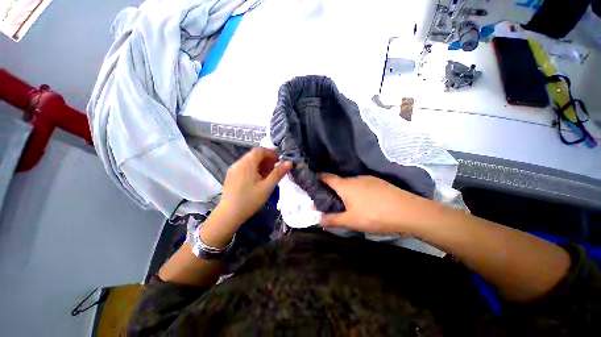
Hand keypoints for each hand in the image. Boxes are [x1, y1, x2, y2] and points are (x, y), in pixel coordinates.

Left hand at [216, 147, 291, 227]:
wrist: (229, 214)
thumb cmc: (250, 200)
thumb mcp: (267, 187)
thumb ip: (278, 173)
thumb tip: (289, 162)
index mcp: (247, 164)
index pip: (260, 150)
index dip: (271, 152)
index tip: (279, 160)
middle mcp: (238, 163)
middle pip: (254, 155)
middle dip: (267, 159)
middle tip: (275, 168)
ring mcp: (233, 170)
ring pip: (249, 161)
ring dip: (260, 164)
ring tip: (268, 174)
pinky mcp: (231, 176)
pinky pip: (244, 167)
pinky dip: (253, 169)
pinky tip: (257, 179)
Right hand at [319, 174, 435, 233]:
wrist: (408, 211)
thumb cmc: (375, 216)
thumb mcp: (351, 221)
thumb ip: (333, 220)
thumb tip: (318, 220)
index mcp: (345, 186)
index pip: (327, 177)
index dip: (319, 177)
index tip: (314, 181)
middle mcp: (355, 179)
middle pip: (339, 181)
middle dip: (332, 188)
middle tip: (330, 199)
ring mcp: (368, 179)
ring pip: (351, 183)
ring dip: (346, 190)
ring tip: (347, 202)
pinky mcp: (379, 182)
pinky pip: (362, 184)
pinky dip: (357, 190)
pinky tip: (364, 201)